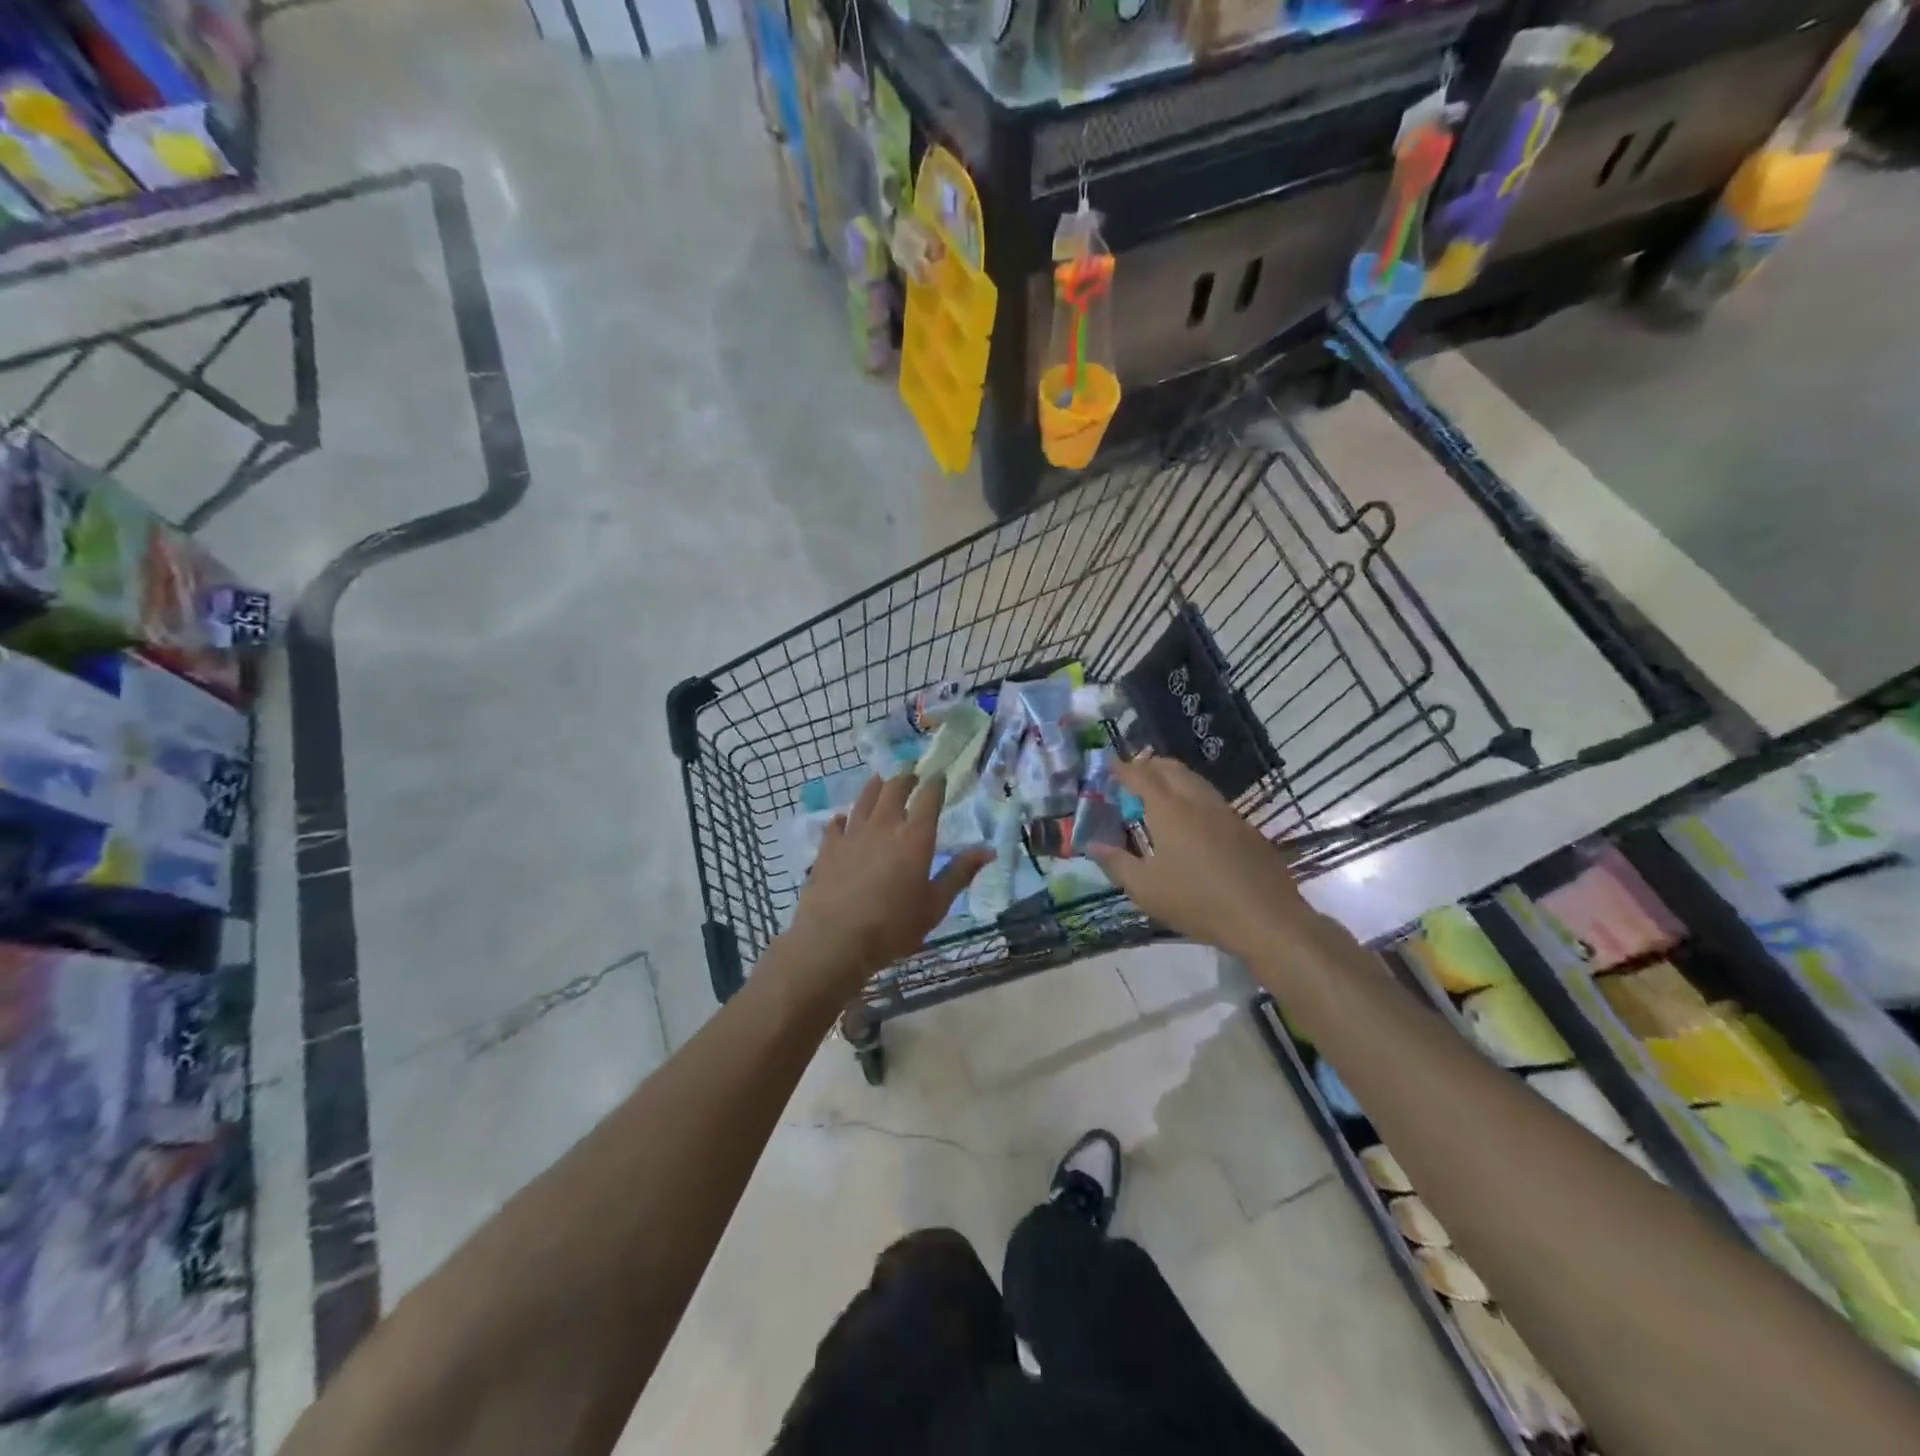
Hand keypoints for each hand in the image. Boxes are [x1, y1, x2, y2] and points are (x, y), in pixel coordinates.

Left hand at [785, 772, 991, 991]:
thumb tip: (988, 850)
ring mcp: (853, 833)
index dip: (935, 783)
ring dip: (876, 786)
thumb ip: (960, 874)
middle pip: (894, 788)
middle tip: (911, 775)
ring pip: (865, 798)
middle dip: (906, 777)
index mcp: (915, 837)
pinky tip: (845, 819)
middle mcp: (884, 825)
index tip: (939, 776)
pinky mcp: (828, 846)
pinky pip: (837, 823)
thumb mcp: (935, 905)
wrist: (834, 939)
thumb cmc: (893, 926)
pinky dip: (846, 817)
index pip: (928, 797)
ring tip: (881, 780)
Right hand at [1085, 754, 1319, 961]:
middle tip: (1134, 775)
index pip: (1141, 776)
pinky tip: (1193, 822)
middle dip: (1150, 765)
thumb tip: (1093, 845)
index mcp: (1169, 810)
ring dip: (1174, 779)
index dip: (1123, 768)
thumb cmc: (1197, 901)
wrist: (1265, 918)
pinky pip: (1213, 801)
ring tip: (1160, 793)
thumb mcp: (1145, 889)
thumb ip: (1116, 863)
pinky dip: (1194, 798)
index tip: (1109, 765)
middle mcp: (1198, 801)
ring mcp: (1227, 813)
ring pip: (1196, 782)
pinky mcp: (1246, 829)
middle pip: (1171, 769)